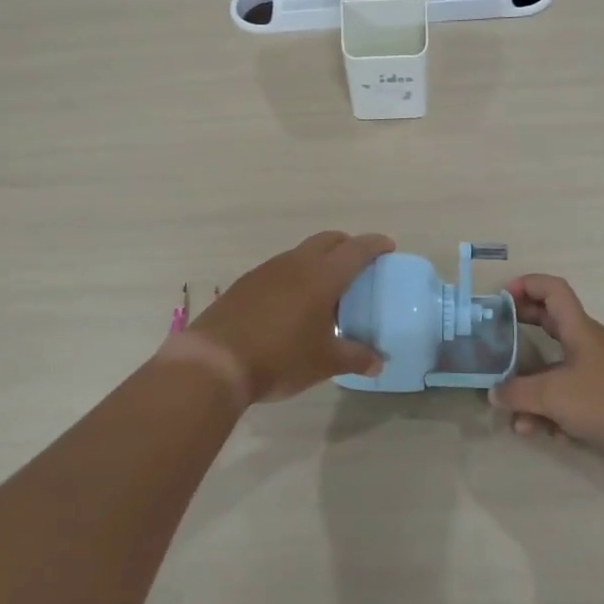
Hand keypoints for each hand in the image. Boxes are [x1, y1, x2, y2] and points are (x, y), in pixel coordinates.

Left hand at [187, 231, 391, 404]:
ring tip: (327, 288)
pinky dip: (295, 276)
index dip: (375, 245)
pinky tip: (293, 303)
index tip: (388, 247)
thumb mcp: (325, 362)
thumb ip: (356, 358)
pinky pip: (280, 269)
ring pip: (301, 253)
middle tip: (360, 264)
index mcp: (322, 276)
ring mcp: (267, 270)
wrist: (215, 361)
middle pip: (328, 240)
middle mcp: (296, 263)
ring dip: (319, 260)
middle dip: (347, 245)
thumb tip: (378, 362)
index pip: (356, 249)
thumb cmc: (280, 358)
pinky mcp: (246, 283)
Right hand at [491, 274, 603, 462]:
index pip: (553, 289)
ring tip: (517, 418)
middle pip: (549, 322)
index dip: (526, 285)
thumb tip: (494, 393)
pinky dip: (552, 408)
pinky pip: (567, 393)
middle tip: (496, 335)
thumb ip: (517, 393)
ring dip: (531, 389)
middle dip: (521, 328)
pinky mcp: (602, 394)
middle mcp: (586, 342)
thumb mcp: (552, 396)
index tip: (501, 298)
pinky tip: (545, 433)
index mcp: (578, 329)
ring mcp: (595, 369)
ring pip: (553, 368)